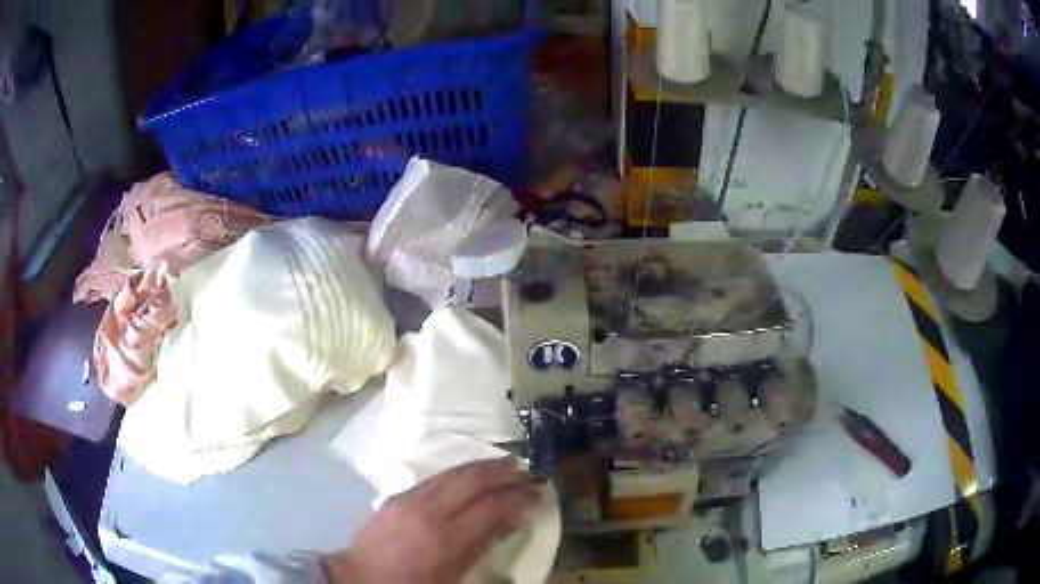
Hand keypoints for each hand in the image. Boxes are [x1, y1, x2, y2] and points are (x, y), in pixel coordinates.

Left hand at [322, 458, 540, 582]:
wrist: (360, 576)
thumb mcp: (452, 577)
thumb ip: (481, 547)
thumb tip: (509, 521)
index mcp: (445, 538)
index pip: (490, 506)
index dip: (517, 497)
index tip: (536, 494)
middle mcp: (428, 511)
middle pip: (472, 480)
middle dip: (503, 473)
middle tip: (527, 472)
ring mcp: (410, 499)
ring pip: (452, 472)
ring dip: (482, 466)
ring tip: (505, 465)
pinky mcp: (397, 495)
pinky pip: (434, 477)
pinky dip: (458, 472)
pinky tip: (469, 474)